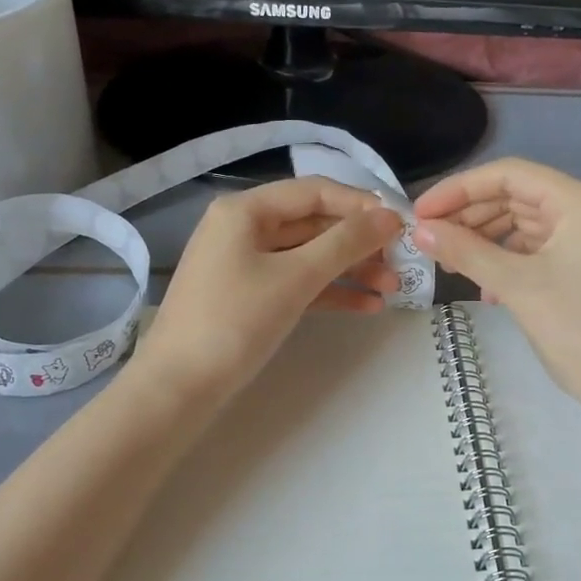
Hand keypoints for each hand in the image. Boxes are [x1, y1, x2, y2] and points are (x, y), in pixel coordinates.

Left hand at [133, 177, 401, 403]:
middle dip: (359, 243)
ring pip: (309, 255)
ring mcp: (245, 263)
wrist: (178, 388)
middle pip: (314, 223)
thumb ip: (346, 243)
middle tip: (401, 264)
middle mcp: (244, 228)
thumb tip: (390, 215)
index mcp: (246, 210)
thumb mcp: (296, 278)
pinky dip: (330, 291)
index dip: (361, 205)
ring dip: (350, 269)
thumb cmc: (235, 322)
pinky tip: (367, 306)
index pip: (315, 191)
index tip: (402, 227)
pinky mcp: (250, 296)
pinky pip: (297, 283)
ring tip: (392, 289)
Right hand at [412, 159, 580, 419]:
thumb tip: (419, 229)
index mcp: (579, 201)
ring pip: (521, 226)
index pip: (509, 175)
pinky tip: (483, 289)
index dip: (459, 188)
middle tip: (427, 239)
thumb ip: (465, 251)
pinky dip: (504, 263)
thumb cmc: (579, 329)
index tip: (420, 212)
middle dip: (468, 216)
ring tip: (448, 264)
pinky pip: (533, 251)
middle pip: (515, 197)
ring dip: (483, 241)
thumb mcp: (516, 285)